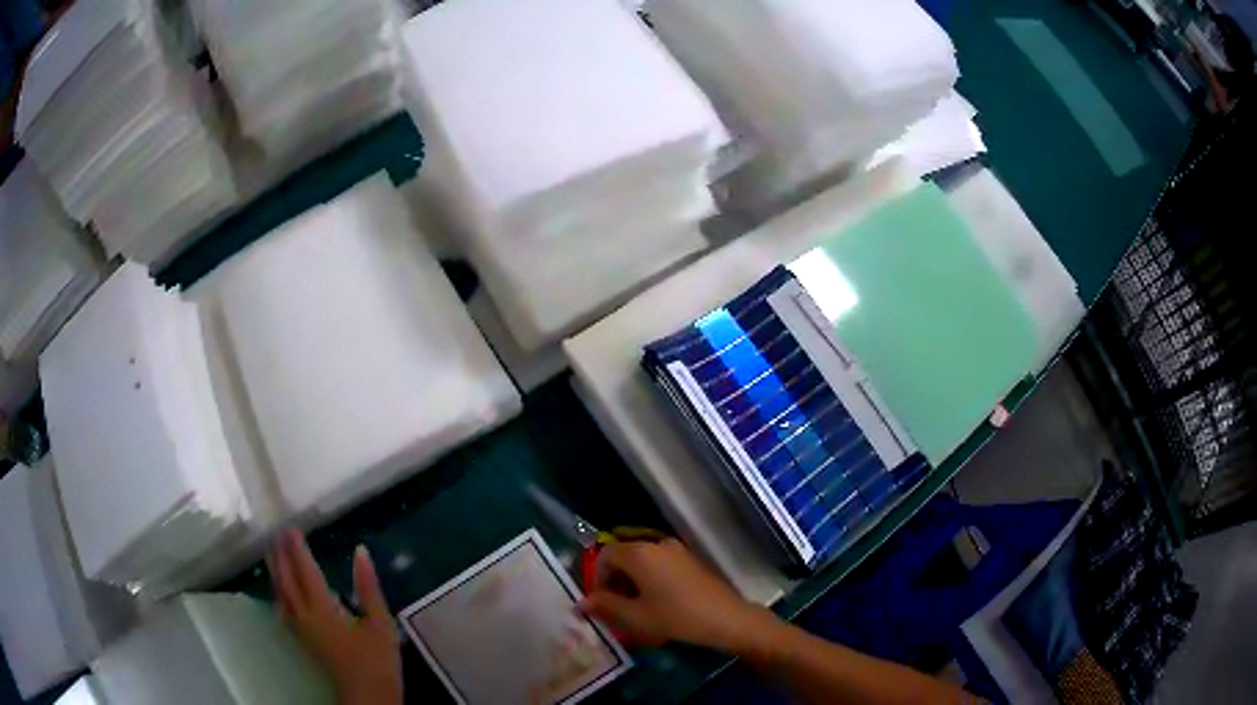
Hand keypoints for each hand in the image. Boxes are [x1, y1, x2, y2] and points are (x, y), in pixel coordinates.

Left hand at [270, 530, 402, 704]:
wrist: (367, 695)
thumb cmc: (377, 660)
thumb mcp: (381, 622)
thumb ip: (368, 587)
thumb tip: (361, 552)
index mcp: (323, 608)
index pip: (305, 570)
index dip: (297, 548)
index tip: (291, 528)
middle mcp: (305, 615)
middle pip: (286, 579)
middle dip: (281, 556)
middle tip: (277, 534)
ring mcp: (300, 628)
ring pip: (281, 594)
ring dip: (276, 571)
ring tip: (272, 553)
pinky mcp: (301, 639)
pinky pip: (283, 608)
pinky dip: (278, 593)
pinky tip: (279, 590)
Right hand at [578, 538, 771, 650]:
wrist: (726, 618)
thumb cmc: (676, 616)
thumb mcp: (636, 616)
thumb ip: (605, 606)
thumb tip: (581, 603)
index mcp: (640, 553)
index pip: (605, 554)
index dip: (597, 577)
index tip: (601, 601)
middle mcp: (656, 544)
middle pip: (623, 554)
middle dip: (614, 579)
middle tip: (615, 606)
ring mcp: (676, 550)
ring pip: (642, 560)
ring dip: (632, 580)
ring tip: (635, 607)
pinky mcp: (690, 559)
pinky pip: (659, 563)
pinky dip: (649, 578)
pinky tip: (656, 602)